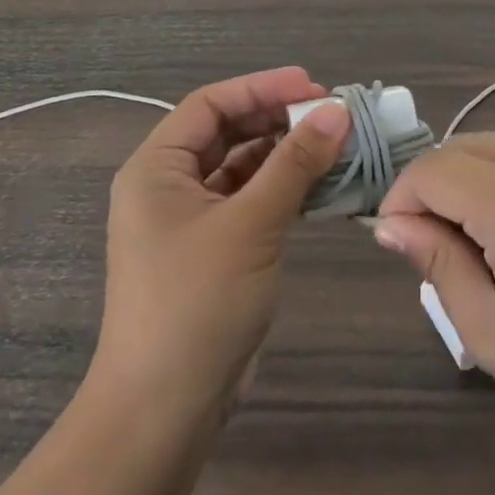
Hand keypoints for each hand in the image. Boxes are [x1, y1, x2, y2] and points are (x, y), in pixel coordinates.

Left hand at [93, 69, 349, 421]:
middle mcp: (169, 187)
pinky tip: (323, 186)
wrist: (165, 408)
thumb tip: (337, 112)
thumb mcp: (251, 224)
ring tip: (338, 147)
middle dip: (279, 120)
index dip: (262, 88)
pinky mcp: (214, 251)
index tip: (314, 87)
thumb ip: (295, 164)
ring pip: (243, 169)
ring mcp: (191, 221)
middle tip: (333, 116)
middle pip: (228, 133)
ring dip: (287, 156)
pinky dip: (284, 191)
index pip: (210, 105)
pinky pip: (251, 203)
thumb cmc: (197, 302)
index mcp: (156, 168)